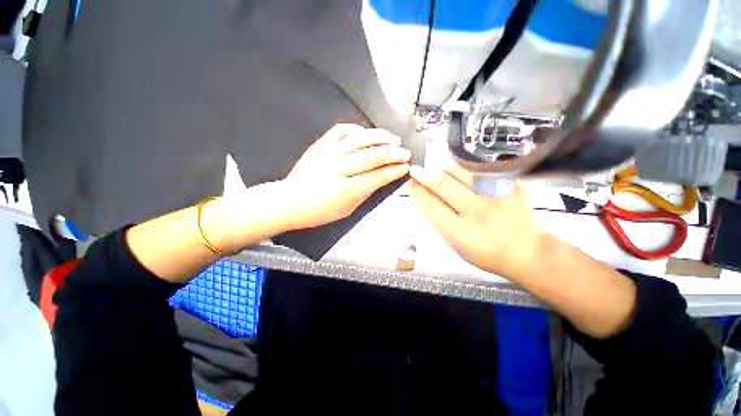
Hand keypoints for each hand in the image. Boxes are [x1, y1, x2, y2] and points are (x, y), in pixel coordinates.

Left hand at [276, 124, 410, 230]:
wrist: (290, 201)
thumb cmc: (319, 211)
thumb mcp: (347, 210)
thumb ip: (365, 194)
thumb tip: (381, 180)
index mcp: (345, 189)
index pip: (377, 176)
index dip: (394, 171)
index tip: (405, 167)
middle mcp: (338, 168)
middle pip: (372, 156)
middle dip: (393, 153)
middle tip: (405, 152)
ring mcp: (328, 153)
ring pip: (359, 139)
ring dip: (380, 137)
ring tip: (393, 139)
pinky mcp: (320, 145)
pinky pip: (341, 130)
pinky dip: (356, 129)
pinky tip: (366, 133)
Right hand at [408, 165, 545, 277]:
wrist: (528, 251)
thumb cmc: (485, 253)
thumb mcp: (455, 245)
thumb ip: (439, 221)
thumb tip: (423, 197)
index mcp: (460, 233)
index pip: (431, 205)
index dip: (418, 192)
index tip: (411, 183)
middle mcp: (477, 212)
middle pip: (443, 185)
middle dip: (424, 175)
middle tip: (416, 170)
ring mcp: (495, 195)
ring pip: (459, 172)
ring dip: (442, 170)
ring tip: (437, 173)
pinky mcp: (509, 185)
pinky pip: (478, 171)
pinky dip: (463, 171)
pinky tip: (458, 175)